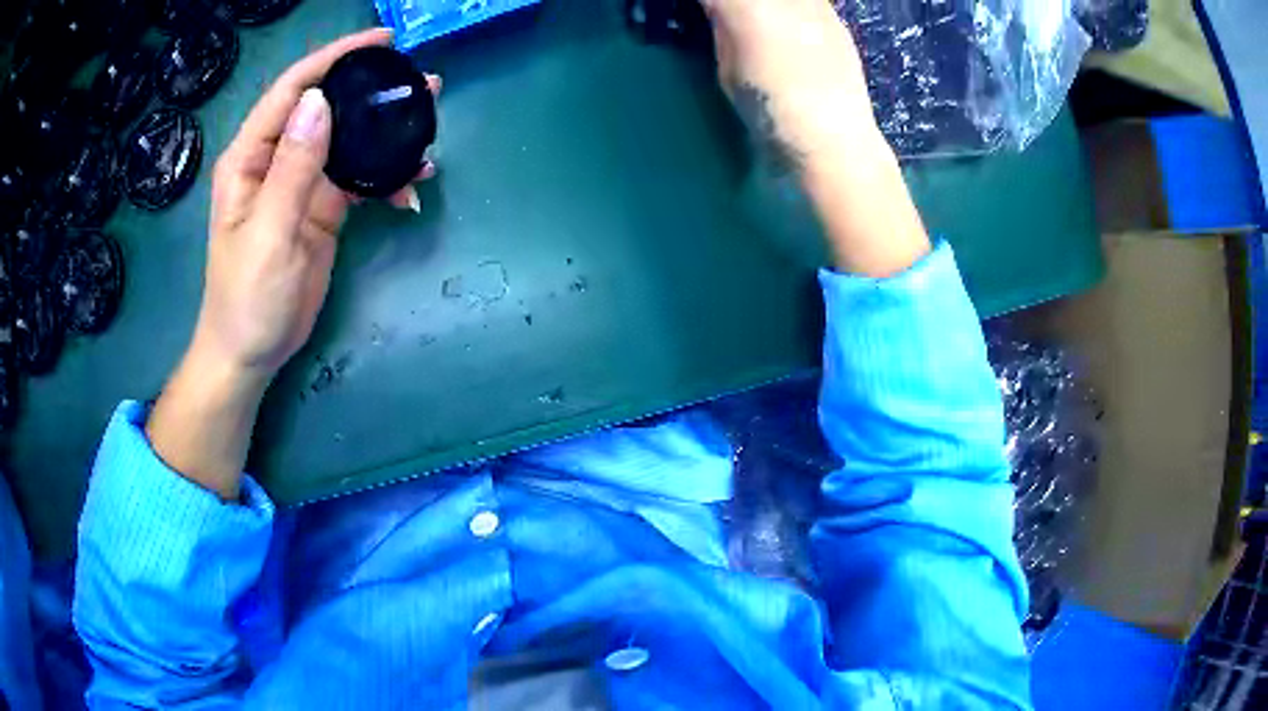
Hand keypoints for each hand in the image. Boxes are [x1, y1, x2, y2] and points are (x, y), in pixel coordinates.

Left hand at [198, 28, 438, 380]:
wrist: (252, 353)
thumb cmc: (246, 299)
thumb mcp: (268, 233)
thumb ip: (293, 169)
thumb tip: (320, 102)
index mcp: (251, 158)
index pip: (293, 90)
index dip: (334, 58)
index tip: (381, 42)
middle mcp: (277, 160)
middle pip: (327, 108)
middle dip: (371, 91)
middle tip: (421, 85)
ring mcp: (302, 184)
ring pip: (348, 142)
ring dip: (386, 134)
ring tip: (429, 127)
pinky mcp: (322, 209)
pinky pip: (359, 180)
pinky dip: (386, 179)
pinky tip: (411, 186)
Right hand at [702, 0, 929, 277]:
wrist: (836, 141)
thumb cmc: (772, 114)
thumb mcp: (728, 72)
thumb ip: (722, 29)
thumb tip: (718, 7)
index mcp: (748, 9)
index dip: (709, 3)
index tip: (704, 11)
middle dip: (736, 3)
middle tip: (726, 15)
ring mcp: (815, 4)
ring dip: (763, 6)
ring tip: (757, 21)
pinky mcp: (835, 17)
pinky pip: (804, 2)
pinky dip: (788, 9)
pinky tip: (787, 26)